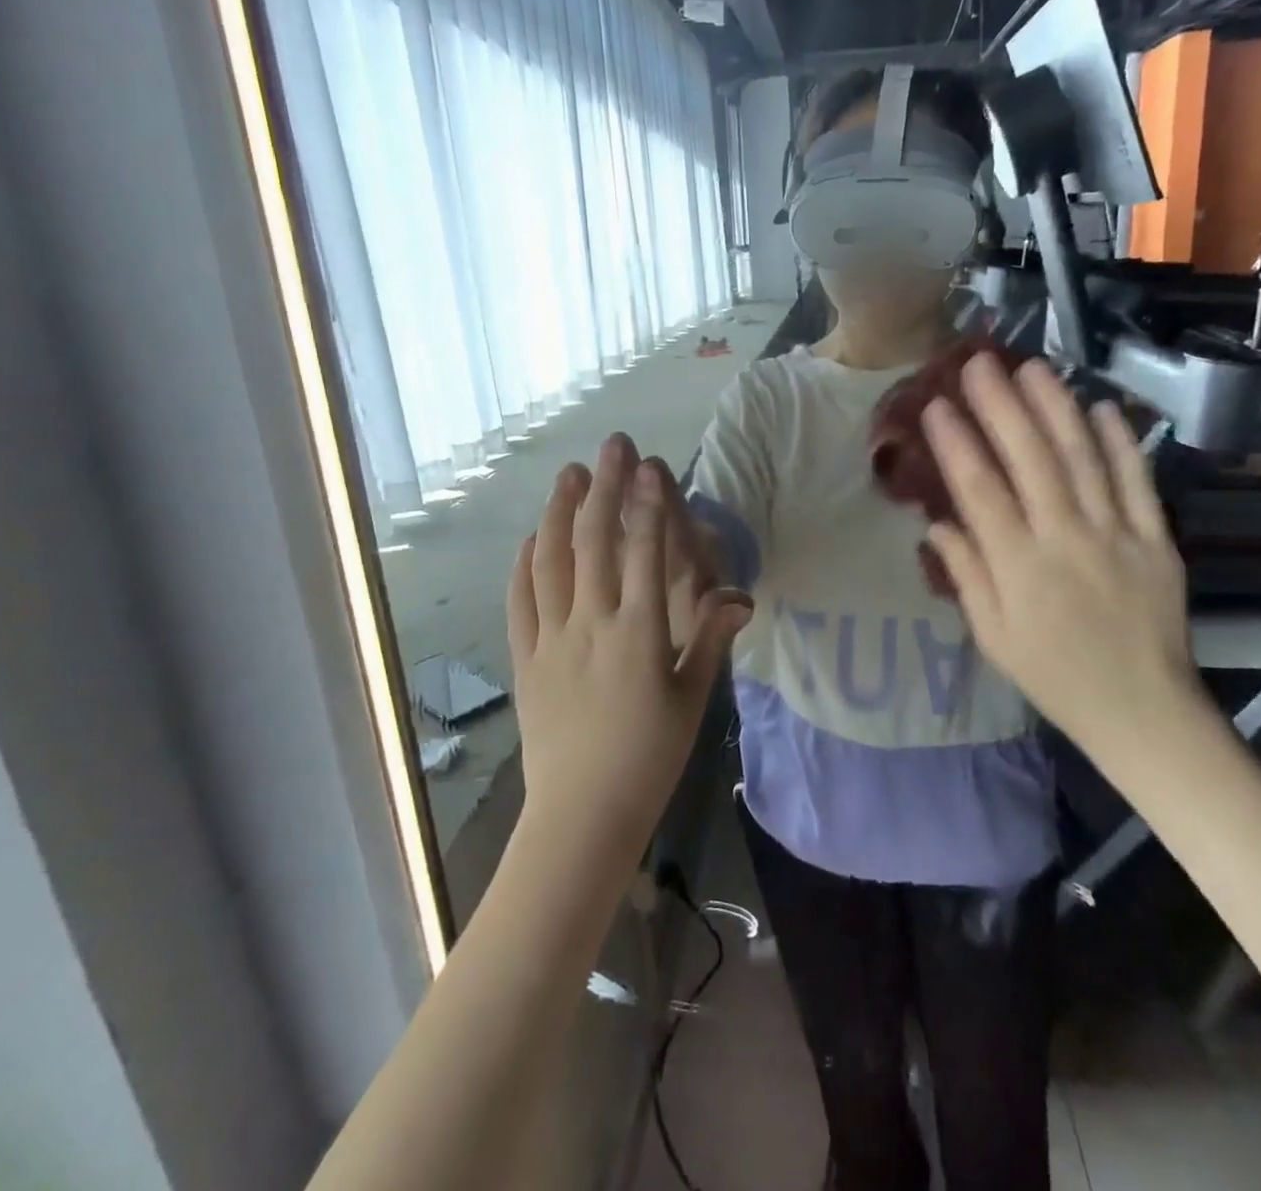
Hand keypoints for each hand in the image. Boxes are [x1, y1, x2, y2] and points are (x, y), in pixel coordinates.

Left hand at [510, 435, 753, 857]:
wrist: (583, 813)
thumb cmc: (650, 757)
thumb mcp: (692, 700)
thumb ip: (711, 641)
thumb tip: (740, 598)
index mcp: (639, 633)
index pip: (645, 552)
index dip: (649, 504)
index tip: (651, 466)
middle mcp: (592, 623)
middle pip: (596, 542)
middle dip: (606, 488)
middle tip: (612, 446)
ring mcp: (551, 638)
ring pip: (551, 561)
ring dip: (559, 512)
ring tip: (570, 475)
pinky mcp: (525, 658)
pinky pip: (520, 600)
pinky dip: (524, 563)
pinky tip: (530, 538)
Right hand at [921, 355, 1203, 770]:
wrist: (1142, 709)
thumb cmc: (1053, 675)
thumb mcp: (992, 636)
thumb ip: (966, 575)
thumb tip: (936, 524)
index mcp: (1019, 567)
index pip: (980, 490)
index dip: (956, 443)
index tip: (936, 405)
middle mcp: (1065, 539)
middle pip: (1030, 459)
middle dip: (1001, 406)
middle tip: (979, 363)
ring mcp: (1116, 533)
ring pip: (1082, 458)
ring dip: (1055, 408)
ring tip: (1032, 368)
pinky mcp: (1155, 537)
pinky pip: (1136, 480)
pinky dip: (1120, 441)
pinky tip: (1101, 406)